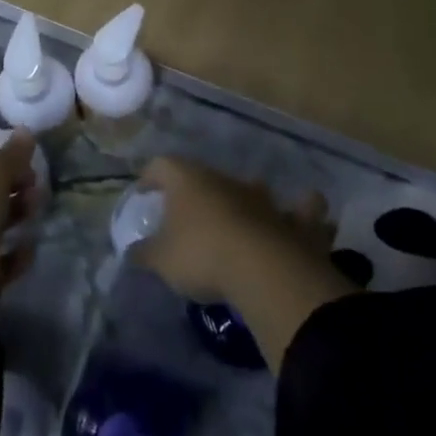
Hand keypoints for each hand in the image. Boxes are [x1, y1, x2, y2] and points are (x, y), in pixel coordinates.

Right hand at [130, 156, 333, 306]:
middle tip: (187, 218)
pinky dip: (304, 212)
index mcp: (188, 180)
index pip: (161, 166)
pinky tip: (305, 214)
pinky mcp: (293, 220)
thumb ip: (144, 253)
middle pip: (206, 177)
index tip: (144, 193)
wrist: (263, 269)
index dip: (150, 177)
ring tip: (241, 216)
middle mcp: (225, 180)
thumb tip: (131, 251)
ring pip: (253, 188)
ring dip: (247, 199)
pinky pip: (302, 211)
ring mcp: (262, 197)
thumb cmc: (202, 255)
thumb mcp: (162, 260)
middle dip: (197, 193)